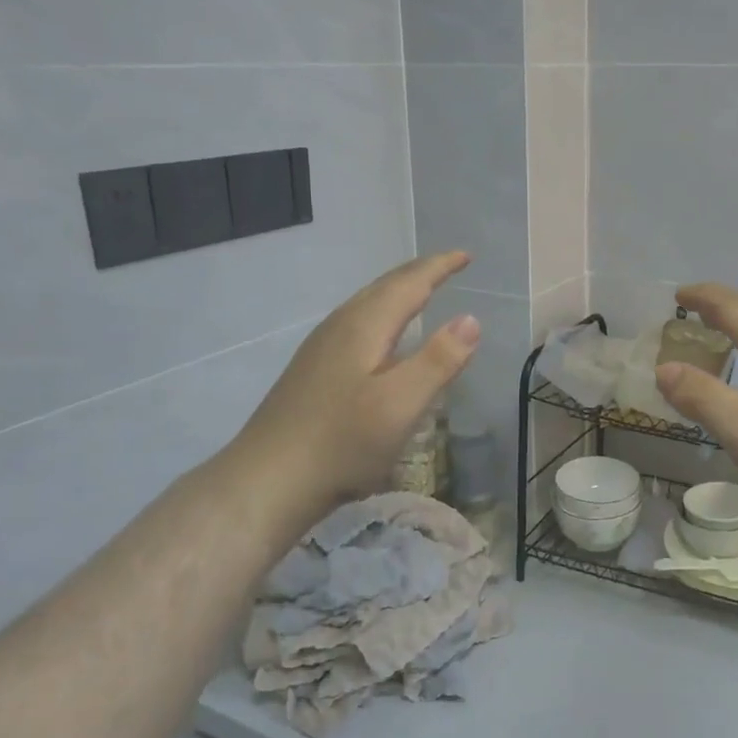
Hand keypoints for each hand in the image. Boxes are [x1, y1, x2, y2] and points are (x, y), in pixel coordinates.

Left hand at [227, 253, 480, 526]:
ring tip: (421, 292)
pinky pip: (357, 323)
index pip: (409, 283)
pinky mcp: (312, 370)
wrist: (267, 481)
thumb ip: (439, 360)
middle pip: (384, 287)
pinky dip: (382, 314)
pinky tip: (382, 338)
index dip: (439, 267)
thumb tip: (471, 318)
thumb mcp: (401, 404)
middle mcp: (340, 326)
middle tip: (449, 266)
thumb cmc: (342, 443)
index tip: (466, 256)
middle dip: (419, 273)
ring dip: (398, 291)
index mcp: (364, 326)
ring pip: (367, 304)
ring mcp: (321, 348)